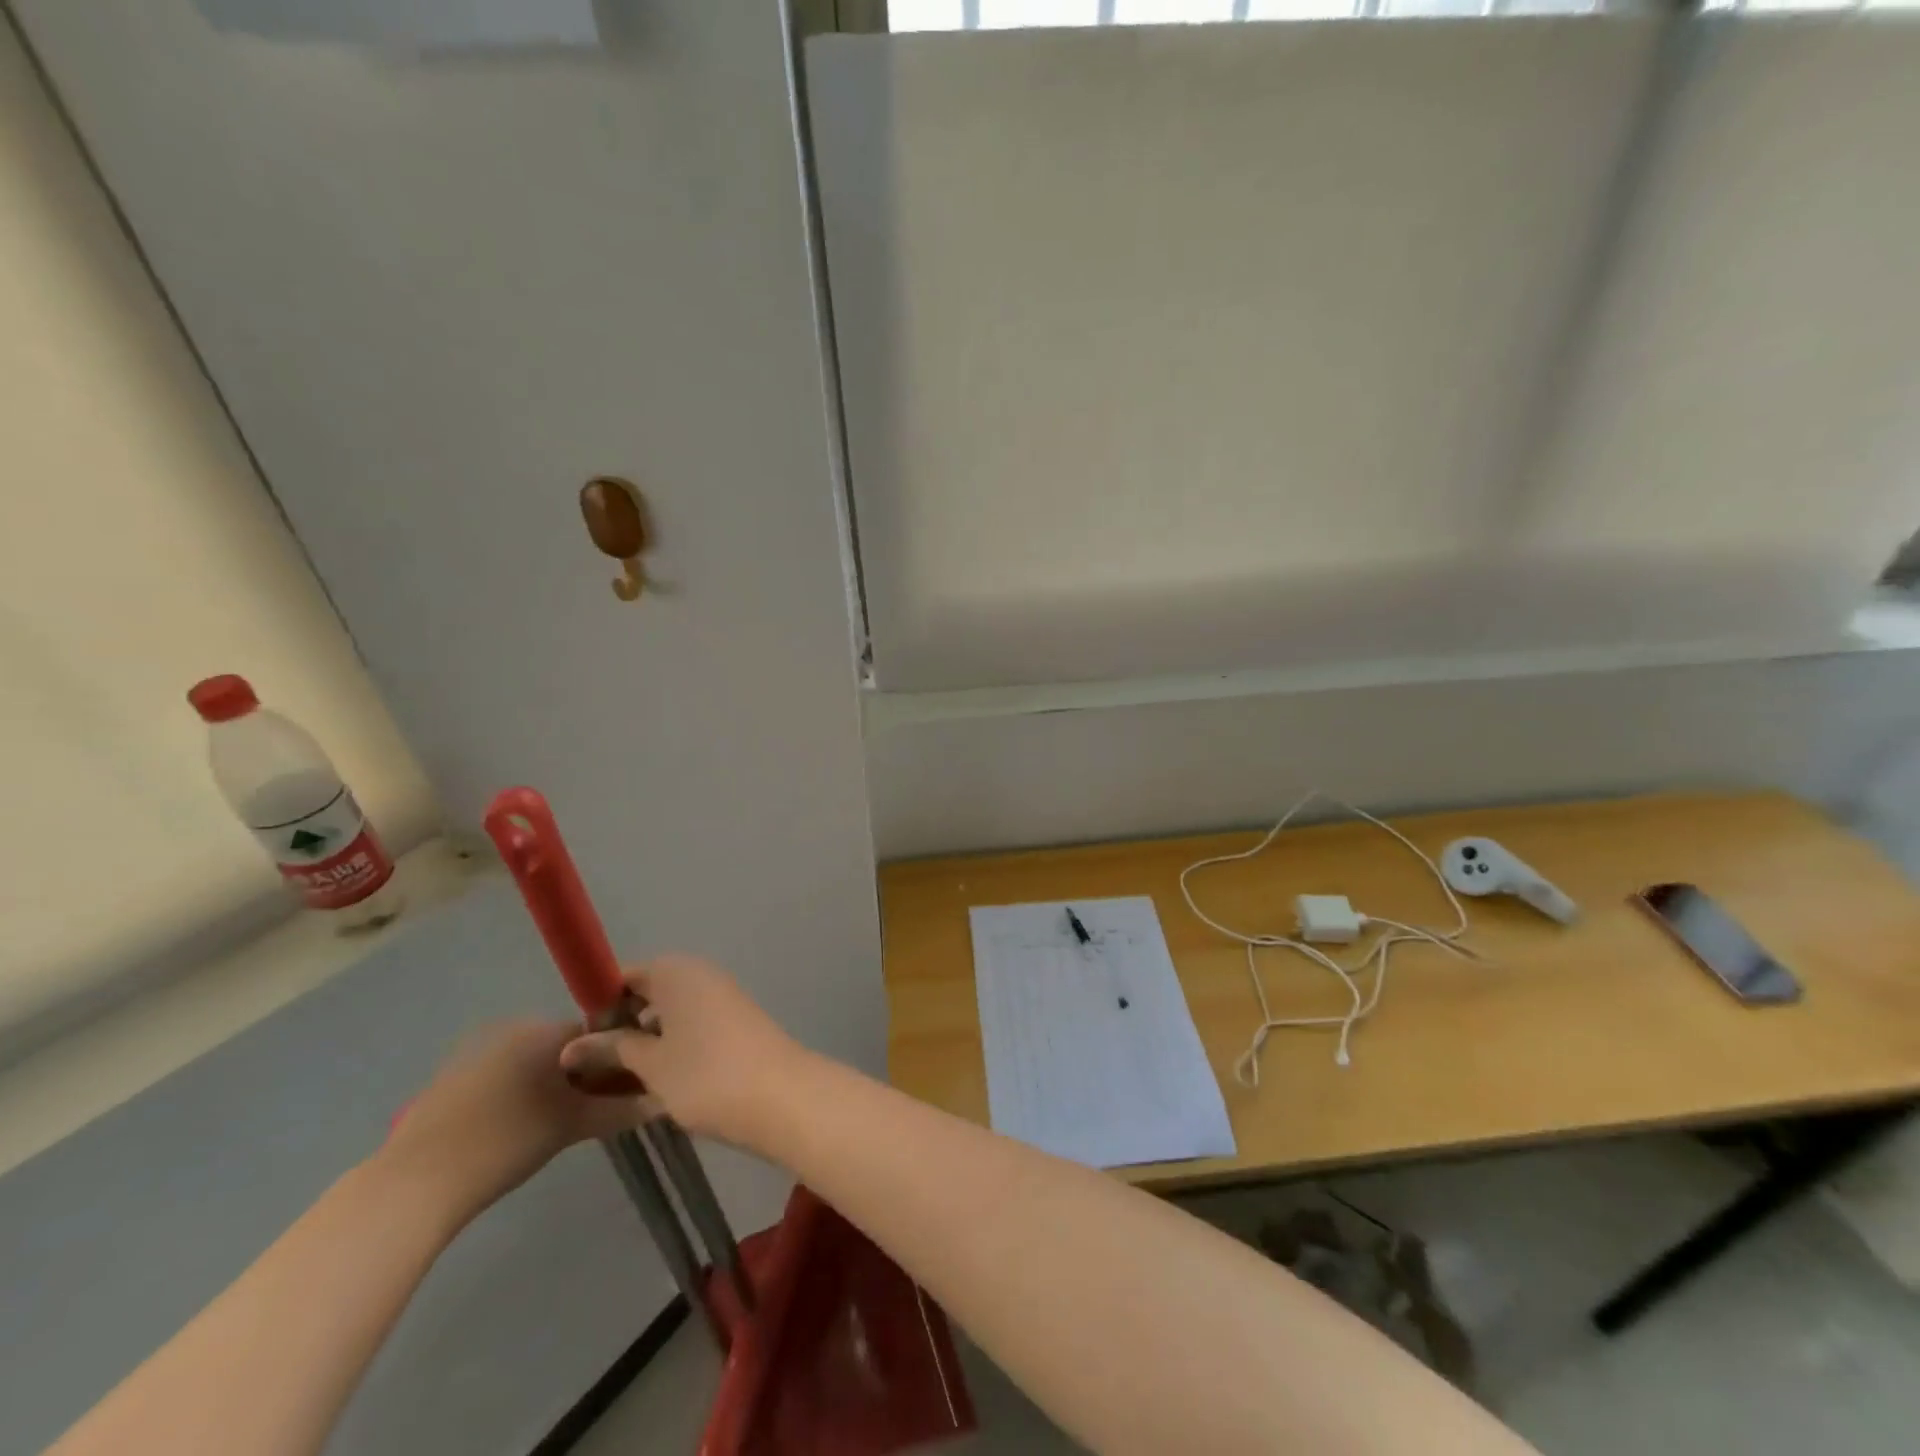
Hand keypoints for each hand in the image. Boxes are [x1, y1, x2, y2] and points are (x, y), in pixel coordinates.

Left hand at [381, 1021, 644, 1217]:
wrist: (412, 1186)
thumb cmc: (506, 1143)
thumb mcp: (574, 1126)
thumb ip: (623, 1109)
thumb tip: (662, 1099)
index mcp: (545, 1030)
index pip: (601, 1031)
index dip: (619, 1058)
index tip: (628, 1088)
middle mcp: (514, 1029)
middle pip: (569, 1045)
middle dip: (587, 1073)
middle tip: (595, 1110)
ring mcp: (478, 1052)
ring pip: (535, 1062)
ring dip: (554, 1084)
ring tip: (559, 1125)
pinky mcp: (452, 1079)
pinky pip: (505, 1076)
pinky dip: (520, 1094)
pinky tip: (518, 1131)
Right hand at [558, 955, 806, 1152]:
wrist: (780, 1095)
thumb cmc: (706, 1074)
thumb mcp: (651, 1064)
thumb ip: (612, 1049)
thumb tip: (571, 1047)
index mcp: (677, 971)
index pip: (626, 975)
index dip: (600, 1004)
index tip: (580, 1041)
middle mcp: (701, 974)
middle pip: (650, 992)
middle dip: (623, 1024)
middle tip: (597, 1067)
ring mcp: (723, 996)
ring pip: (672, 1011)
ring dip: (648, 1039)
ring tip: (623, 1080)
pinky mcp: (737, 1021)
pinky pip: (694, 1024)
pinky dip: (674, 1045)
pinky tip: (660, 1081)